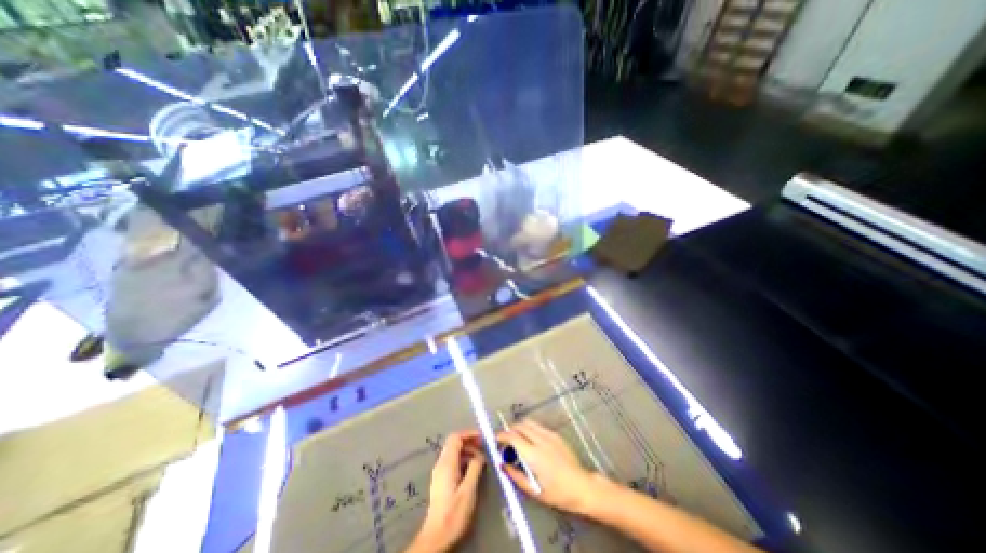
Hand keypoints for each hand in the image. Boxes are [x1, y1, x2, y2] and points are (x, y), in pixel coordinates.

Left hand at [406, 432, 486, 551]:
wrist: (436, 536)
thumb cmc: (454, 513)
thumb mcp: (468, 490)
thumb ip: (475, 468)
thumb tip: (480, 455)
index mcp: (447, 463)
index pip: (456, 438)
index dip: (469, 434)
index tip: (482, 438)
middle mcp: (441, 464)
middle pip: (453, 443)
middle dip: (469, 442)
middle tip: (483, 447)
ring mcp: (439, 471)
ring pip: (453, 452)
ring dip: (467, 451)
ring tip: (480, 459)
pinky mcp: (441, 480)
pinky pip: (452, 461)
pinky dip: (462, 459)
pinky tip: (471, 469)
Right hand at [492, 421, 601, 515]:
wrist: (582, 487)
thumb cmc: (557, 494)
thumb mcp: (534, 491)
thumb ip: (515, 475)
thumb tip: (502, 464)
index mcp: (533, 455)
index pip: (512, 437)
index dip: (501, 436)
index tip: (495, 440)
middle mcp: (540, 440)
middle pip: (519, 426)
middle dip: (509, 431)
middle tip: (506, 442)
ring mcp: (549, 435)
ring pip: (529, 423)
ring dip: (519, 428)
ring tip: (517, 440)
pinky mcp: (555, 435)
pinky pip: (538, 426)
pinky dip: (530, 429)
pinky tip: (531, 442)